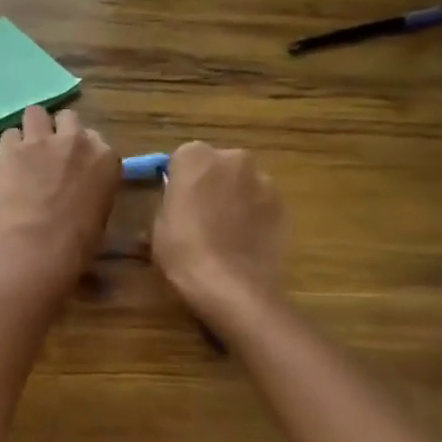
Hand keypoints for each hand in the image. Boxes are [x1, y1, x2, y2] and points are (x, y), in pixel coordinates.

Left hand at [0, 107, 118, 285]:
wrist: (40, 247)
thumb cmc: (78, 243)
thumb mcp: (100, 211)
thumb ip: (93, 187)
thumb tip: (79, 189)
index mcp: (106, 158)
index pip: (95, 139)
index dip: (81, 151)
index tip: (73, 165)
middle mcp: (77, 140)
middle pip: (68, 118)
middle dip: (59, 132)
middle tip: (49, 154)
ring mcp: (43, 140)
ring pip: (36, 113)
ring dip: (32, 129)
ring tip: (25, 150)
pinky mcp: (12, 148)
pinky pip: (9, 134)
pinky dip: (8, 147)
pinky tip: (6, 164)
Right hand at [152, 142, 288, 328]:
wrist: (232, 286)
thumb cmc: (183, 250)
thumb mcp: (158, 224)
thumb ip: (170, 201)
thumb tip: (178, 203)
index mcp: (195, 156)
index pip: (182, 158)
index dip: (179, 180)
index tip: (175, 201)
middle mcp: (233, 158)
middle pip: (217, 166)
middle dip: (210, 183)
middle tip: (199, 214)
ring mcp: (263, 181)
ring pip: (242, 184)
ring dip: (234, 198)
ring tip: (224, 232)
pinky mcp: (283, 206)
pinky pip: (261, 204)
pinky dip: (253, 216)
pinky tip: (243, 242)